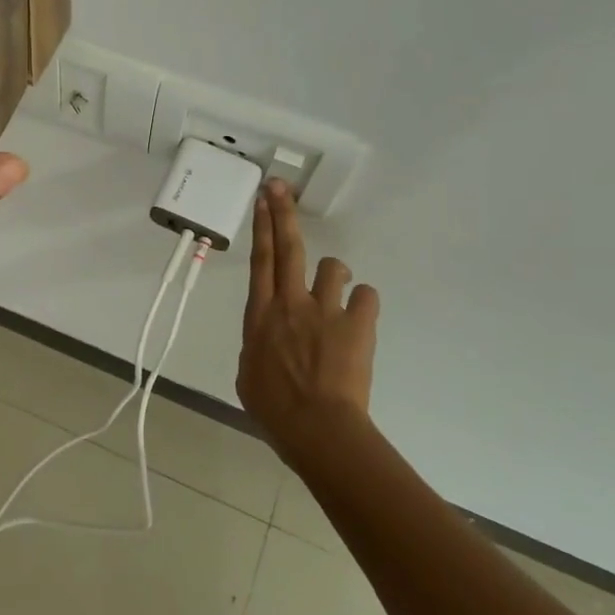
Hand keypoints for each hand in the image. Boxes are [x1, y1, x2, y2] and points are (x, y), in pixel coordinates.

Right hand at [237, 180, 378, 454]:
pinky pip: (366, 295)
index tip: (262, 198)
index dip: (261, 226)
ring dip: (333, 275)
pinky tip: (359, 318)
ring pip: (332, 267)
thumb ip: (258, 345)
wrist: (317, 428)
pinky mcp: (357, 323)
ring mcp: (325, 310)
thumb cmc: (274, 408)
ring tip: (336, 293)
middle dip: (283, 213)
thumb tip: (268, 338)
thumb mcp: (248, 374)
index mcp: (260, 315)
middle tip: (280, 187)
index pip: (260, 260)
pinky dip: (362, 303)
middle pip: (289, 247)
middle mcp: (290, 303)